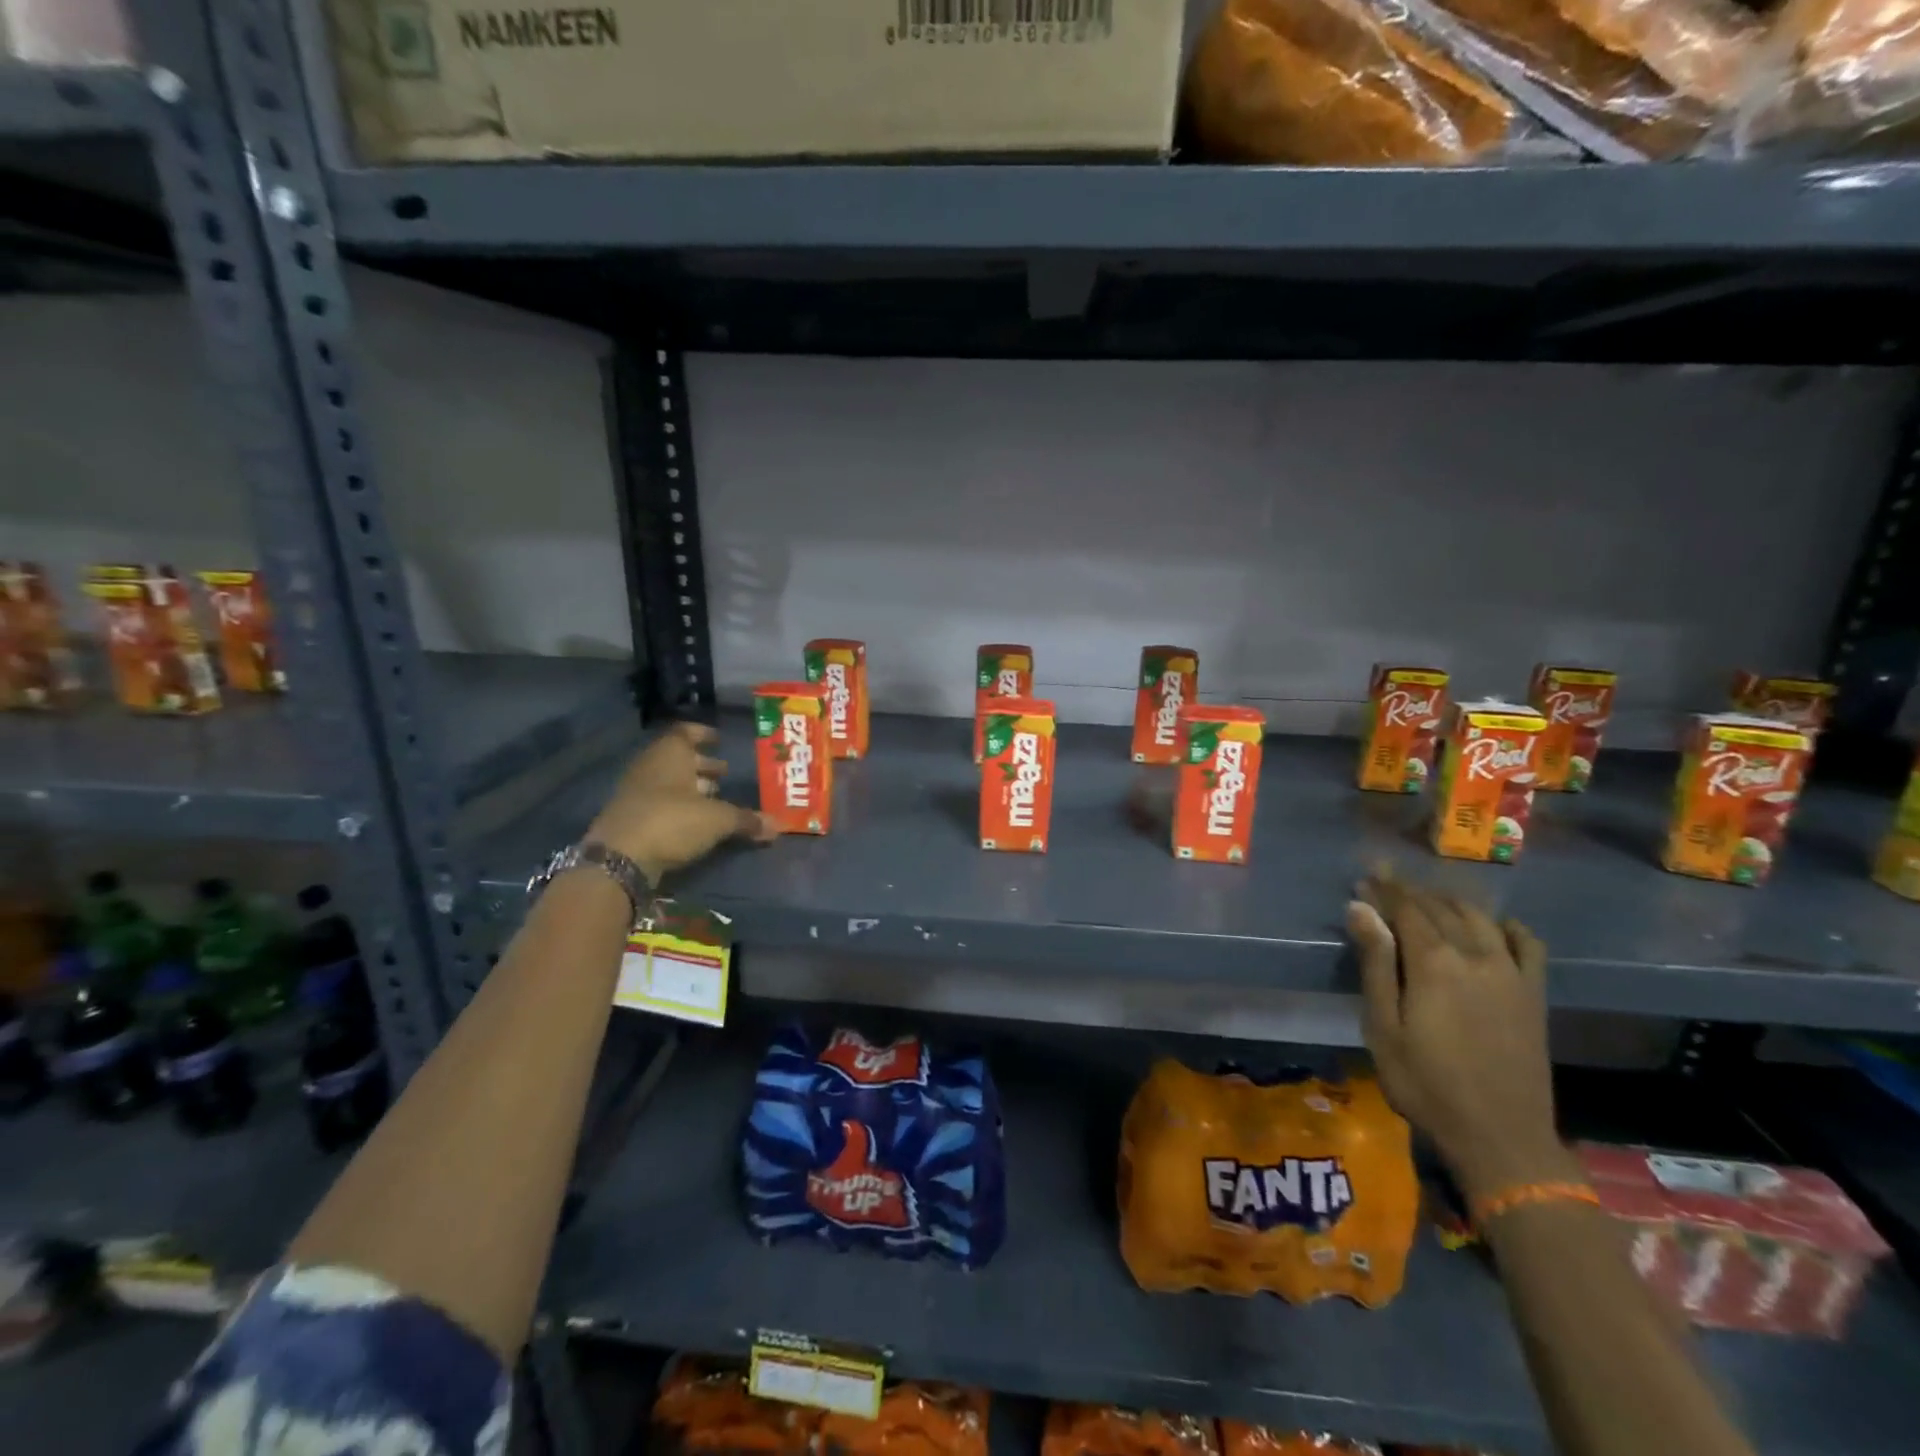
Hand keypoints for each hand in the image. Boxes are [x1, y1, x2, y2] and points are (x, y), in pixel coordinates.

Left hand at [588, 722, 775, 883]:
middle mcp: (650, 766)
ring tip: (714, 798)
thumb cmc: (672, 821)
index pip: (685, 732)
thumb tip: (777, 826)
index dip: (702, 734)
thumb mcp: (717, 820)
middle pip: (677, 758)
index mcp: (670, 754)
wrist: (619, 859)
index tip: (719, 739)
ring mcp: (635, 792)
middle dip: (702, 765)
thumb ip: (746, 820)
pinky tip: (694, 821)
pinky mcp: (629, 818)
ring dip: (689, 787)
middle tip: (724, 773)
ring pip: (667, 781)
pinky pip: (658, 803)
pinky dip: (677, 807)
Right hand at [1347, 874, 1576, 1201]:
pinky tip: (1495, 925)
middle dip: (1410, 891)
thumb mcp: (1383, 1026)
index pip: (1406, 908)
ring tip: (1426, 898)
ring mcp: (1511, 973)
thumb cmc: (1424, 1083)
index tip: (1365, 876)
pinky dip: (1508, 926)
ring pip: (1479, 917)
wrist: (1500, 1137)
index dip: (1384, 889)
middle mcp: (1476, 956)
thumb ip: (1375, 963)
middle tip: (1385, 883)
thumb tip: (1360, 909)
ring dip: (1450, 901)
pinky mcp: (1534, 994)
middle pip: (1440, 908)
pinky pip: (1528, 945)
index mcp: (1434, 963)